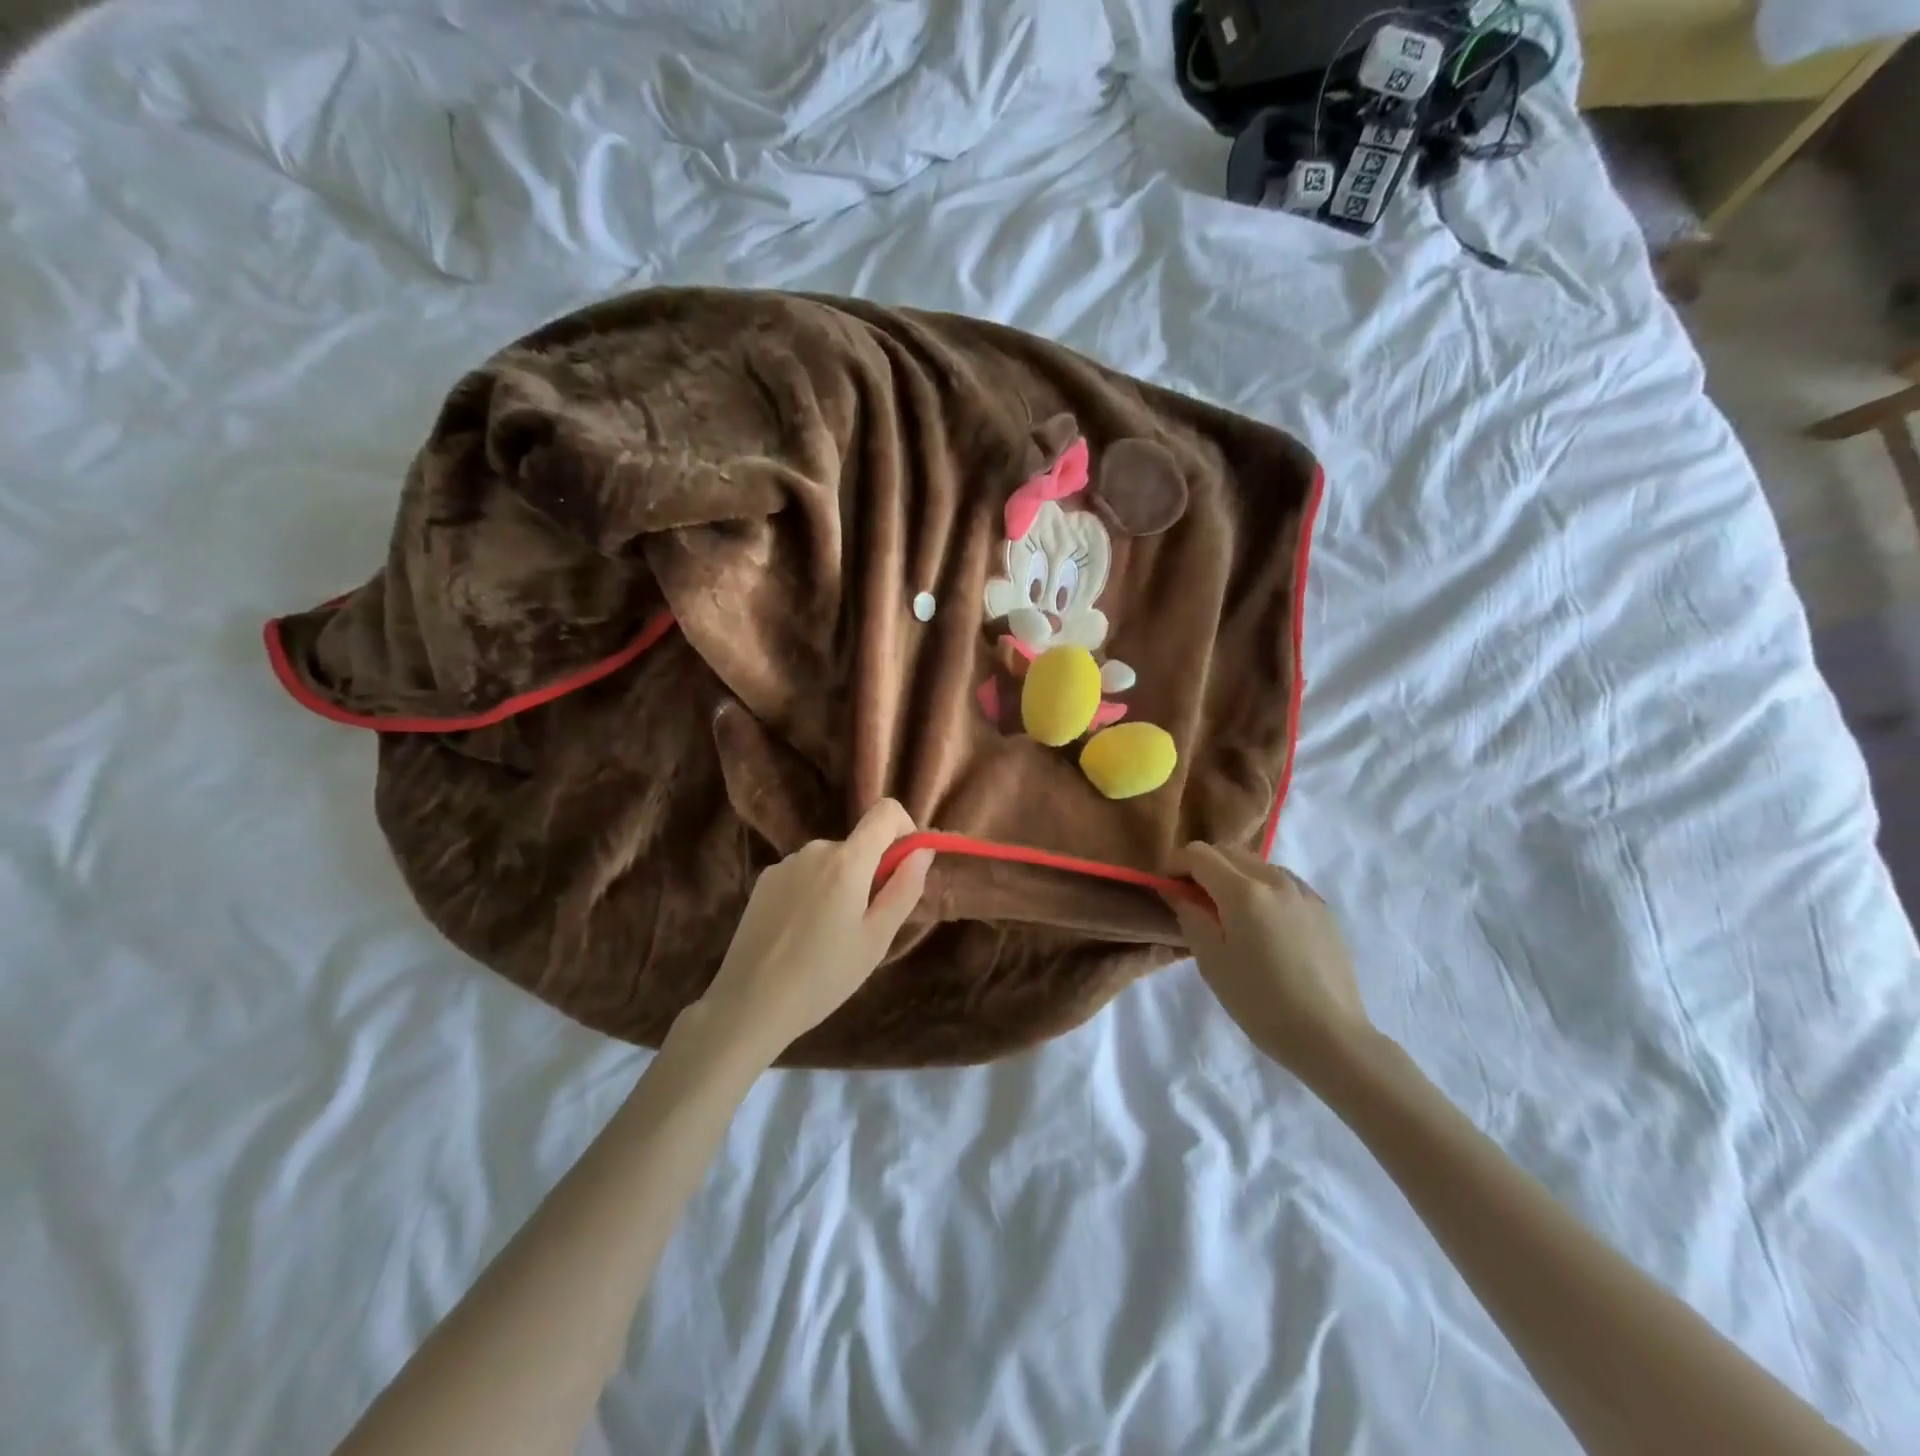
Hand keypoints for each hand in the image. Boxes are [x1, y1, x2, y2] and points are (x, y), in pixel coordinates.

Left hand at [695, 799, 932, 1061]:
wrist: (749, 1004)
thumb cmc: (824, 976)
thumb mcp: (876, 938)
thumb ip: (904, 888)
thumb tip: (922, 850)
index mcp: (847, 860)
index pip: (885, 812)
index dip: (905, 830)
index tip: (905, 868)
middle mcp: (815, 849)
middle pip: (859, 844)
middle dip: (871, 873)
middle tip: (864, 925)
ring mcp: (785, 863)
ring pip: (832, 862)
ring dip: (841, 885)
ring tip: (829, 936)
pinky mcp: (764, 880)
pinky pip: (805, 874)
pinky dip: (814, 892)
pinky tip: (801, 933)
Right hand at [1168, 842, 1371, 1079]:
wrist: (1330, 1036)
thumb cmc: (1260, 1002)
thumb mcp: (1211, 961)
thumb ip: (1190, 916)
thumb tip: (1177, 891)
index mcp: (1244, 891)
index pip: (1198, 854)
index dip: (1175, 864)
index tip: (1166, 887)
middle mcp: (1275, 879)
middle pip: (1228, 851)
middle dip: (1202, 866)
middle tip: (1191, 899)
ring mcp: (1303, 891)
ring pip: (1256, 864)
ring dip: (1232, 875)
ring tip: (1227, 912)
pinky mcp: (1321, 908)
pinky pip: (1280, 882)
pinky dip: (1260, 887)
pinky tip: (1261, 924)